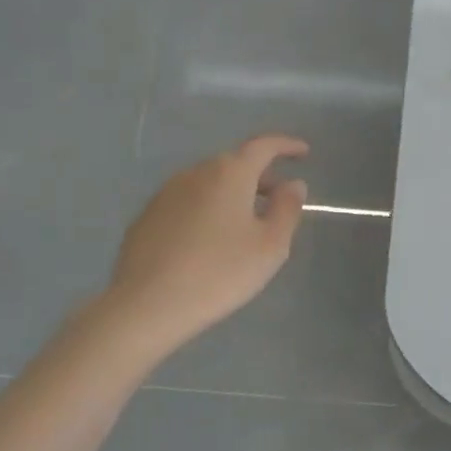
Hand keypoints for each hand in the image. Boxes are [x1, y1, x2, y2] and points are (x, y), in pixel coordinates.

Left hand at [106, 135, 308, 351]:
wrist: (148, 304)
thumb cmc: (220, 273)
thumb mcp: (270, 246)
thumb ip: (287, 209)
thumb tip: (293, 184)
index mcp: (229, 173)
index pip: (263, 146)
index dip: (286, 146)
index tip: (303, 153)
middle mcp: (195, 173)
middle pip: (234, 164)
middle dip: (260, 177)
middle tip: (278, 200)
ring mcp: (166, 193)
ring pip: (209, 184)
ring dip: (232, 195)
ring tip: (245, 225)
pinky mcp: (147, 217)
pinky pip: (187, 203)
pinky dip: (207, 211)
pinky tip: (209, 243)